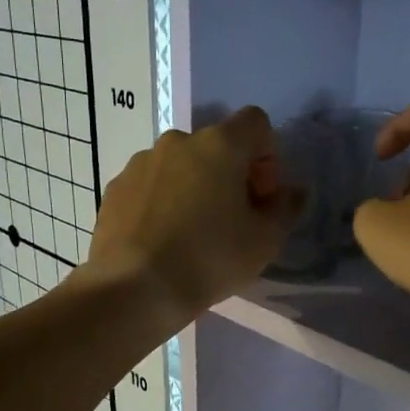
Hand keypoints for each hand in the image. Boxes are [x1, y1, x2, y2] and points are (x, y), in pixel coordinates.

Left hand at [85, 106, 301, 327]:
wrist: (135, 288)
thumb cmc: (209, 259)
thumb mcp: (264, 241)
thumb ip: (285, 208)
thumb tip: (293, 192)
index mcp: (219, 145)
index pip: (256, 123)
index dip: (267, 155)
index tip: (262, 196)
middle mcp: (178, 141)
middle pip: (216, 146)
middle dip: (230, 175)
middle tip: (232, 219)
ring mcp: (141, 162)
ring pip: (181, 166)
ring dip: (194, 188)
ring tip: (193, 233)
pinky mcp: (116, 187)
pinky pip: (151, 185)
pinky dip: (163, 202)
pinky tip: (163, 240)